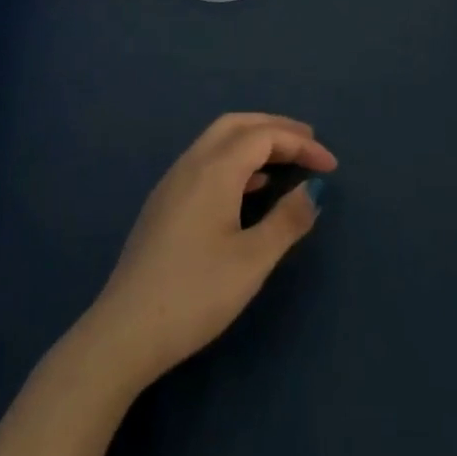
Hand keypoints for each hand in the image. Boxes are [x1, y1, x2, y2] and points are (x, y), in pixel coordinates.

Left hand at [78, 113, 337, 391]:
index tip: (331, 167)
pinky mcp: (164, 203)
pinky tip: (248, 189)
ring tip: (285, 162)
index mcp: (215, 168)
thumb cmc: (195, 293)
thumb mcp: (252, 261)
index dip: (301, 143)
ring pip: (218, 140)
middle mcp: (191, 163)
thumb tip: (313, 190)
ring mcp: (173, 182)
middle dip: (275, 128)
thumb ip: (287, 221)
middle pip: (237, 124)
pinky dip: (235, 160)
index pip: (265, 136)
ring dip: (253, 141)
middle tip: (308, 142)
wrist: (125, 331)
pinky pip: (206, 160)